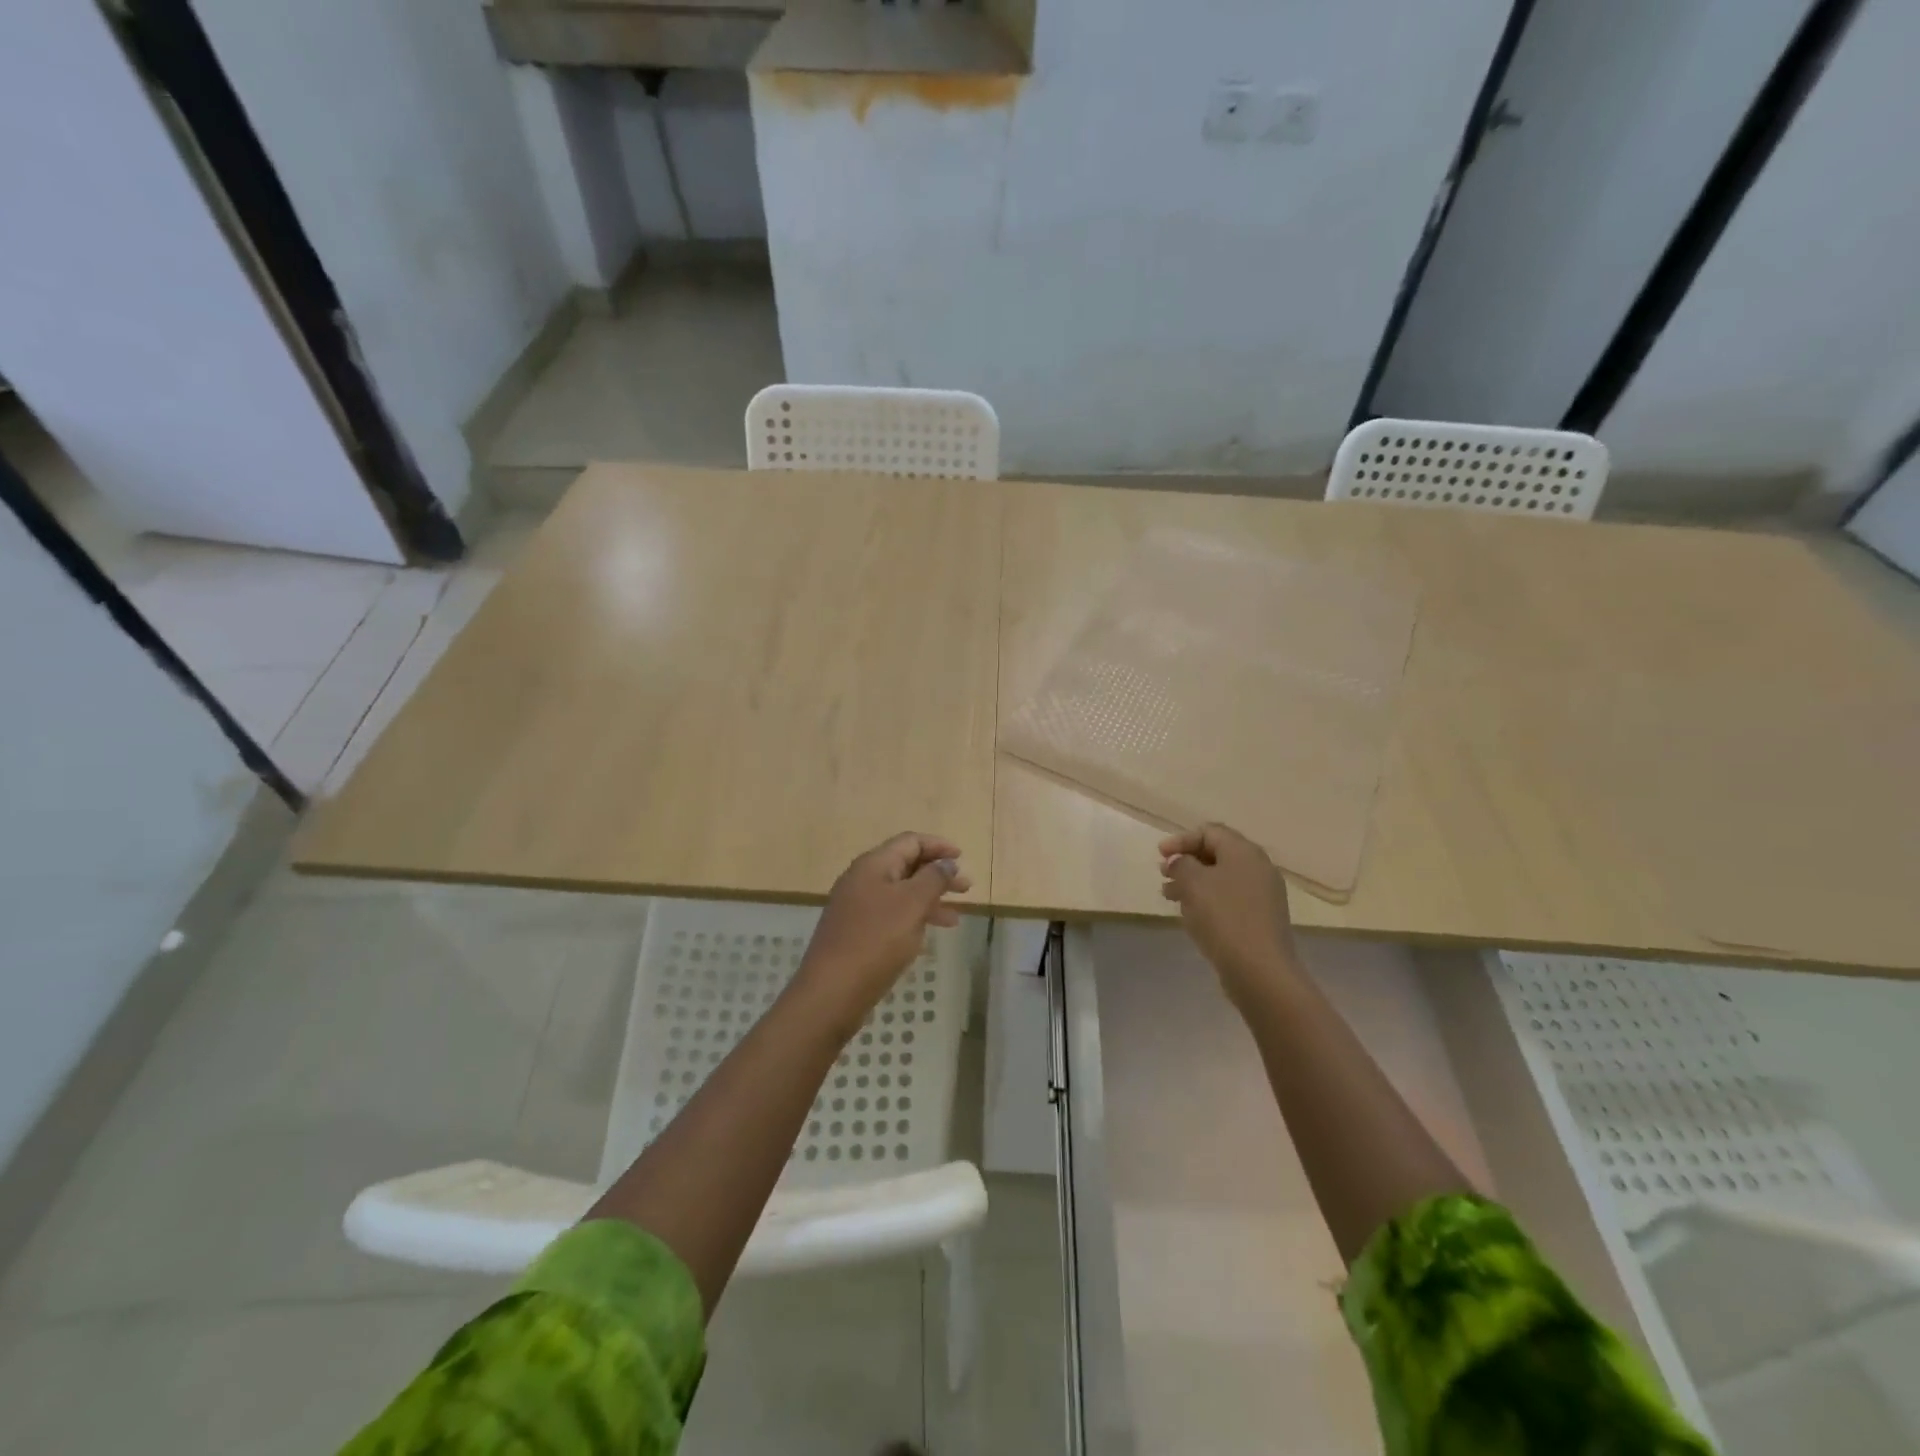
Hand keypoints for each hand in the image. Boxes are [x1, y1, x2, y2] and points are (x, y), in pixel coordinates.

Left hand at [795, 832, 970, 1029]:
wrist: (832, 991)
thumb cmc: (876, 940)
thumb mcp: (912, 904)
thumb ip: (933, 879)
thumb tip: (946, 862)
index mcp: (873, 865)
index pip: (910, 841)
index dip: (938, 846)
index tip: (962, 858)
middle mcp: (862, 880)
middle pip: (906, 865)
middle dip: (937, 874)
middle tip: (966, 888)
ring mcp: (857, 907)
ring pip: (901, 893)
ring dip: (929, 899)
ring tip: (955, 917)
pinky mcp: (857, 932)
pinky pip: (892, 915)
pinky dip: (914, 919)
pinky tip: (929, 935)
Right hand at [1159, 824, 1300, 1005]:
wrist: (1260, 970)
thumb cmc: (1223, 917)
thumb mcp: (1193, 882)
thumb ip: (1181, 864)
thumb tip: (1181, 863)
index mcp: (1244, 852)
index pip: (1209, 832)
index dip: (1181, 840)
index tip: (1160, 856)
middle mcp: (1258, 868)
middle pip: (1217, 854)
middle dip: (1186, 862)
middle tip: (1164, 875)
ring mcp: (1263, 895)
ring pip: (1222, 879)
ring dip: (1194, 883)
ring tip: (1171, 898)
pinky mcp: (1261, 919)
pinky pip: (1230, 900)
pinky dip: (1208, 901)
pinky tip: (1192, 916)